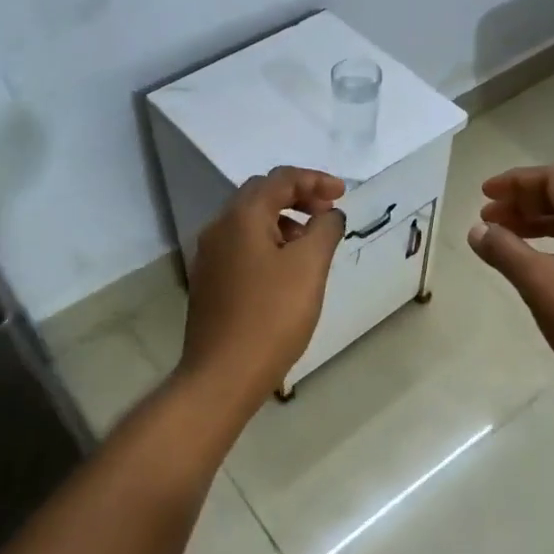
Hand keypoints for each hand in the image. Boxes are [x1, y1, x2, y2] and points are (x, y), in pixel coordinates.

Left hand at [180, 166, 345, 407]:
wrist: (223, 374)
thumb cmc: (272, 316)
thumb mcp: (310, 267)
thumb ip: (325, 230)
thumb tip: (329, 214)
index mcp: (242, 217)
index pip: (280, 179)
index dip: (315, 180)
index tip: (344, 194)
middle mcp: (219, 228)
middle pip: (261, 195)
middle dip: (298, 197)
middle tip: (328, 214)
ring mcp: (209, 256)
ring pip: (250, 222)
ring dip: (284, 221)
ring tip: (312, 244)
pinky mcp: (210, 281)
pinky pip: (242, 246)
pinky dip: (269, 243)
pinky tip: (287, 270)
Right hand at [468, 165, 553, 417]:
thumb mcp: (540, 285)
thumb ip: (505, 251)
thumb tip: (477, 230)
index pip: (553, 180)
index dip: (515, 182)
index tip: (483, 195)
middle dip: (522, 205)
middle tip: (487, 220)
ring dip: (537, 228)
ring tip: (504, 241)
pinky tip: (538, 269)